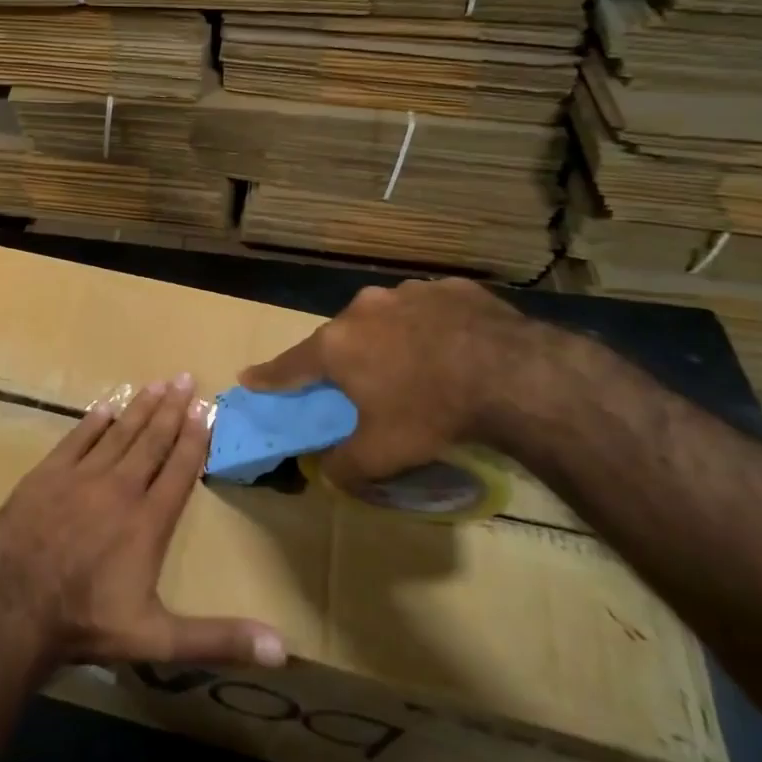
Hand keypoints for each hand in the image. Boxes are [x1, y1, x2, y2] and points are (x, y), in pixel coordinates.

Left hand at [0, 373, 286, 671]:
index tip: (206, 408)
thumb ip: (218, 638)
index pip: (179, 469)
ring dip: (139, 407)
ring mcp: (80, 477)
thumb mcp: (159, 639)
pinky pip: (76, 439)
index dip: (195, 438)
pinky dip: (93, 422)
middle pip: (151, 441)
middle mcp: (120, 489)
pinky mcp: (46, 475)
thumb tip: (282, 650)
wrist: (13, 607)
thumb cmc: (88, 622)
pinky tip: (105, 407)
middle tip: (185, 378)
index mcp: (148, 521)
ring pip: (118, 433)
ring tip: (156, 383)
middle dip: (171, 409)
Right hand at [239, 278, 535, 487]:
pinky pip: (429, 309)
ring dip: (389, 340)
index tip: (248, 377)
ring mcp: (408, 292)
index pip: (289, 365)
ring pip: (385, 319)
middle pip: (340, 338)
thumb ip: (344, 466)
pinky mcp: (451, 287)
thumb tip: (327, 473)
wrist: (513, 375)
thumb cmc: (432, 412)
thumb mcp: (382, 454)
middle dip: (343, 359)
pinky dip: (430, 327)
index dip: (268, 377)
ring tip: (415, 367)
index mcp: (337, 346)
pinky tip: (453, 349)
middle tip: (356, 383)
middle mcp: (364, 310)